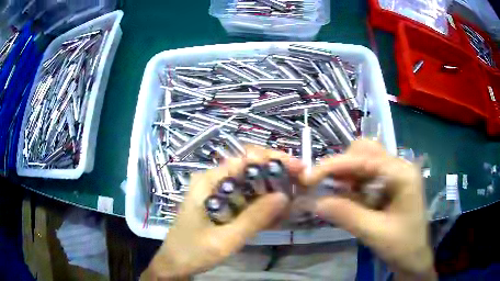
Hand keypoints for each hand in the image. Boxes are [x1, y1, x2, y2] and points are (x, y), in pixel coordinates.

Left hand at [141, 147, 304, 279]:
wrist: (174, 265)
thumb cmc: (192, 252)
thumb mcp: (224, 240)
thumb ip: (253, 219)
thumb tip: (284, 196)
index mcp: (209, 182)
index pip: (245, 159)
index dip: (274, 160)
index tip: (299, 169)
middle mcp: (213, 181)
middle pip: (250, 169)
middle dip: (277, 175)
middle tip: (301, 186)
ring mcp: (217, 194)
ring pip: (251, 184)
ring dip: (272, 191)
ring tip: (293, 202)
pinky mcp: (221, 206)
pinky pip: (246, 199)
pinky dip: (262, 205)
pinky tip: (276, 214)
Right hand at [300, 140, 435, 280]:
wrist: (414, 257)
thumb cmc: (402, 245)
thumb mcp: (374, 233)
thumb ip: (346, 215)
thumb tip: (314, 202)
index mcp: (402, 173)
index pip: (364, 158)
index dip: (335, 165)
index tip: (309, 178)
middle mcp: (399, 167)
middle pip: (365, 151)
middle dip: (343, 167)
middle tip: (329, 189)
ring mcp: (395, 174)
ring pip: (364, 161)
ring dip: (347, 176)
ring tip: (339, 197)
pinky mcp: (389, 184)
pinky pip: (366, 176)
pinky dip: (353, 185)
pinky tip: (350, 200)